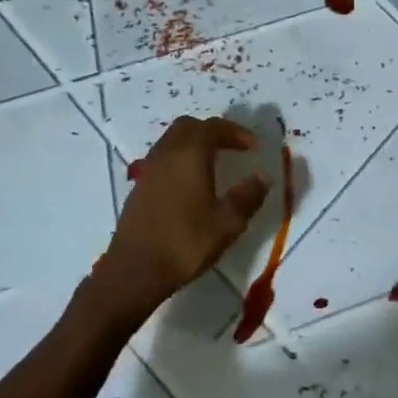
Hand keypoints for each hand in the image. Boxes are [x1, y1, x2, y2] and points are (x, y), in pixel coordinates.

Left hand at [95, 116, 268, 322]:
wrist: (135, 270)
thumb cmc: (185, 242)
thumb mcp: (227, 222)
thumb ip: (248, 196)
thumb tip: (262, 177)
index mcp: (189, 155)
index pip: (213, 127)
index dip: (236, 132)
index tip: (254, 147)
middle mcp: (166, 154)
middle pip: (189, 127)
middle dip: (213, 132)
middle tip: (234, 148)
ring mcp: (148, 170)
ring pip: (172, 141)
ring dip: (195, 144)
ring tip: (215, 163)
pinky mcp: (139, 187)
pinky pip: (163, 159)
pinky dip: (181, 160)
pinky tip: (192, 184)